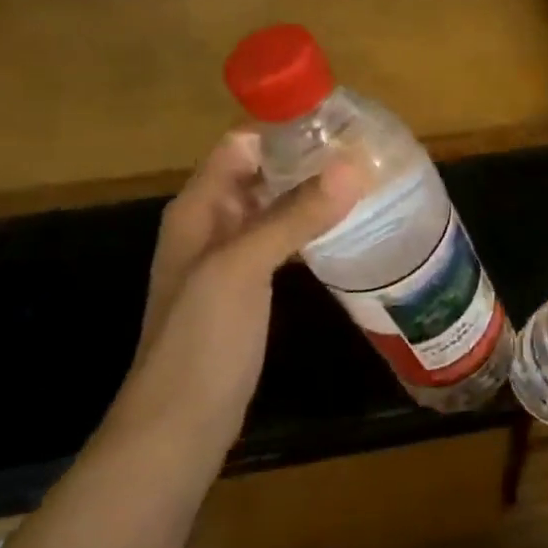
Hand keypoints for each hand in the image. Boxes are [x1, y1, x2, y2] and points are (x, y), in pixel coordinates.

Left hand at [110, 131, 362, 451]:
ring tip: (365, 183)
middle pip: (260, 172)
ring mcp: (230, 258)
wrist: (180, 424)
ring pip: (274, 207)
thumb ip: (294, 215)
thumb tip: (353, 166)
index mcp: (198, 207)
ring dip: (311, 193)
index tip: (340, 123)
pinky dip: (309, 229)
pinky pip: (281, 241)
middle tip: (366, 152)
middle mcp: (211, 223)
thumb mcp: (243, 268)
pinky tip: (345, 230)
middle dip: (306, 158)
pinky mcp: (249, 287)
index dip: (284, 128)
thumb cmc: (202, 339)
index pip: (241, 144)